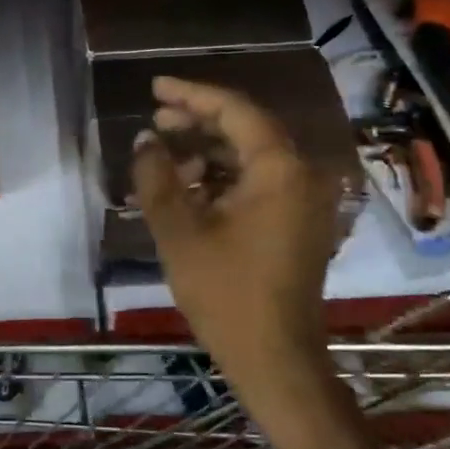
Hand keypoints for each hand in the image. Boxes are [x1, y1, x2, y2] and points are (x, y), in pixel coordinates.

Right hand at [131, 77, 396, 448]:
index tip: (155, 87)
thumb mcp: (179, 231)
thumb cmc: (226, 294)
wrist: (275, 361)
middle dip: (198, 120)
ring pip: (251, 155)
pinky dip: (222, 176)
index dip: (191, 94)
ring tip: (164, 154)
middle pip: (246, 128)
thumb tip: (144, 141)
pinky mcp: (299, 223)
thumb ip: (157, 176)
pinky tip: (187, 186)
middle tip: (156, 119)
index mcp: (280, 169)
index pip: (235, 110)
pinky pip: (259, 181)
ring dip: (208, 149)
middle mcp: (302, 175)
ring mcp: (305, 200)